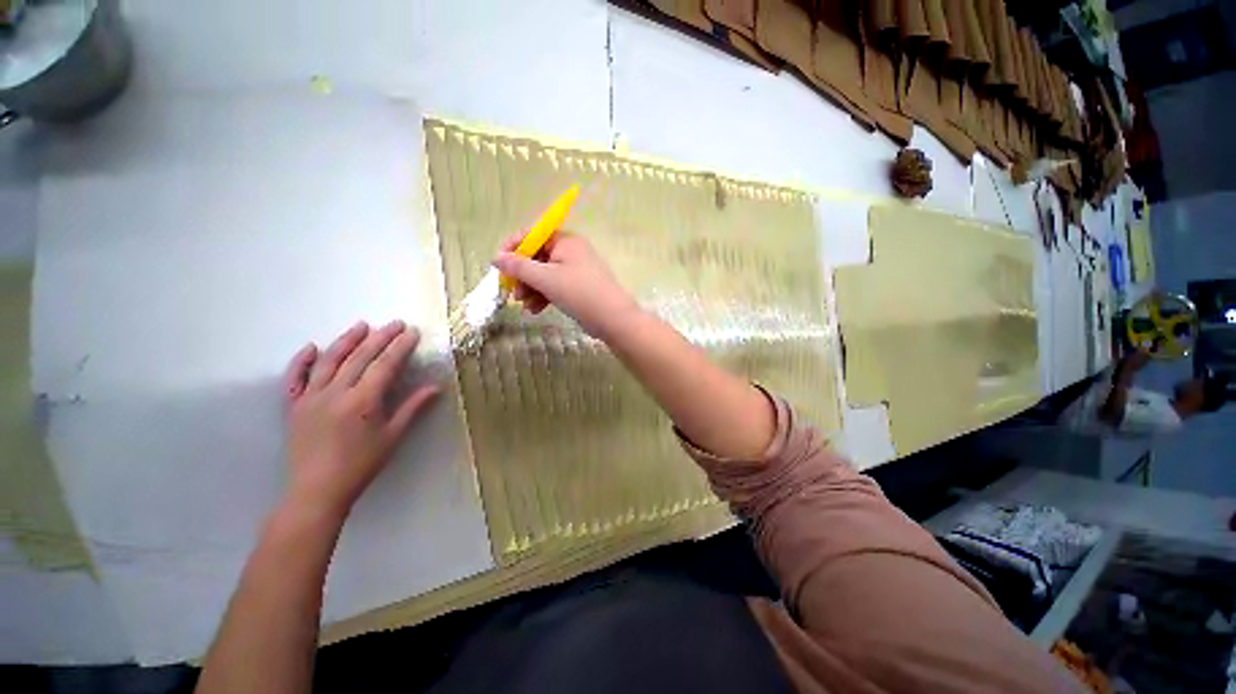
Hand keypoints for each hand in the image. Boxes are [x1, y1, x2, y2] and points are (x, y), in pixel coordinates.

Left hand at [281, 321, 438, 517]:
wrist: (317, 490)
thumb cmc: (361, 465)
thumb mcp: (393, 437)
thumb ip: (412, 408)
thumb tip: (435, 387)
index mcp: (362, 401)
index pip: (384, 365)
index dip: (399, 347)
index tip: (411, 332)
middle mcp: (335, 393)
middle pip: (360, 357)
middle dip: (379, 338)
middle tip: (394, 323)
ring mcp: (311, 397)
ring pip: (329, 361)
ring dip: (346, 340)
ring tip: (361, 325)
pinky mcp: (294, 406)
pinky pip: (295, 378)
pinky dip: (302, 361)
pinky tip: (311, 347)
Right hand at [492, 231, 639, 338]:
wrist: (613, 319)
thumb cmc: (579, 293)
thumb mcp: (546, 279)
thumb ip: (519, 267)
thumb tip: (496, 257)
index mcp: (565, 241)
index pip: (533, 234)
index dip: (513, 247)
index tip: (498, 264)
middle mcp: (570, 251)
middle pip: (537, 256)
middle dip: (522, 274)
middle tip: (511, 291)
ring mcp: (575, 270)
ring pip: (544, 274)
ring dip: (531, 288)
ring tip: (524, 304)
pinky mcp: (577, 287)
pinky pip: (554, 287)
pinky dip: (543, 296)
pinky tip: (535, 310)